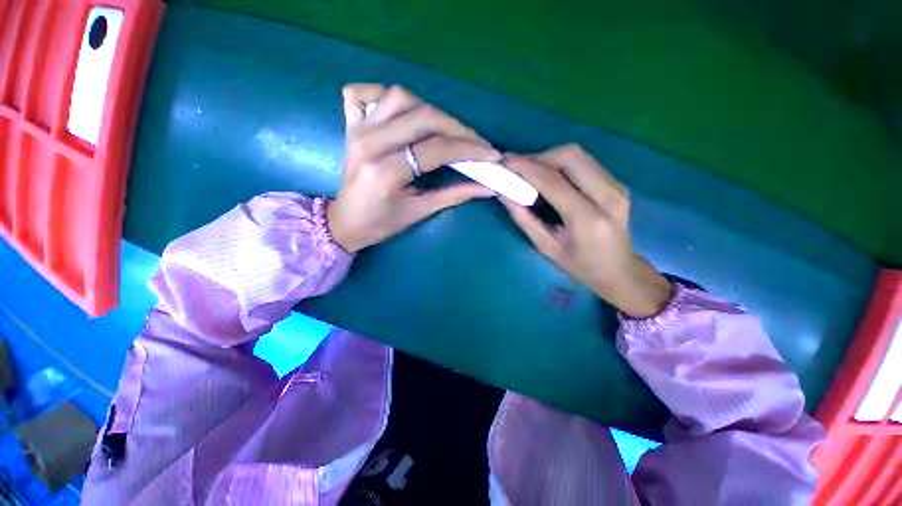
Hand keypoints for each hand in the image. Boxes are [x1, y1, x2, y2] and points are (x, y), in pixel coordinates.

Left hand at [327, 84, 499, 251]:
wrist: (344, 222)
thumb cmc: (381, 224)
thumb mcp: (418, 213)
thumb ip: (453, 195)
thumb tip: (487, 187)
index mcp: (385, 172)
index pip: (435, 149)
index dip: (468, 150)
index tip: (491, 154)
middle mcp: (370, 143)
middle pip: (423, 117)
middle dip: (458, 128)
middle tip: (476, 143)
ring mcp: (358, 129)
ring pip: (400, 97)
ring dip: (430, 109)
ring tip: (447, 131)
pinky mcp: (351, 125)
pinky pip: (366, 94)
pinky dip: (387, 95)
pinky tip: (404, 111)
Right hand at [501, 145, 672, 318]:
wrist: (619, 271)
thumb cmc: (579, 266)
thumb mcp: (547, 247)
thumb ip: (524, 219)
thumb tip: (504, 194)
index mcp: (587, 219)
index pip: (553, 181)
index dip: (526, 168)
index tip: (505, 162)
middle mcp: (607, 196)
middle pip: (570, 156)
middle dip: (539, 157)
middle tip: (519, 167)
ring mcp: (617, 187)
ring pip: (579, 155)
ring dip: (550, 158)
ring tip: (530, 171)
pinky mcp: (618, 184)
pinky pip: (585, 162)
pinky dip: (562, 163)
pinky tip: (549, 176)